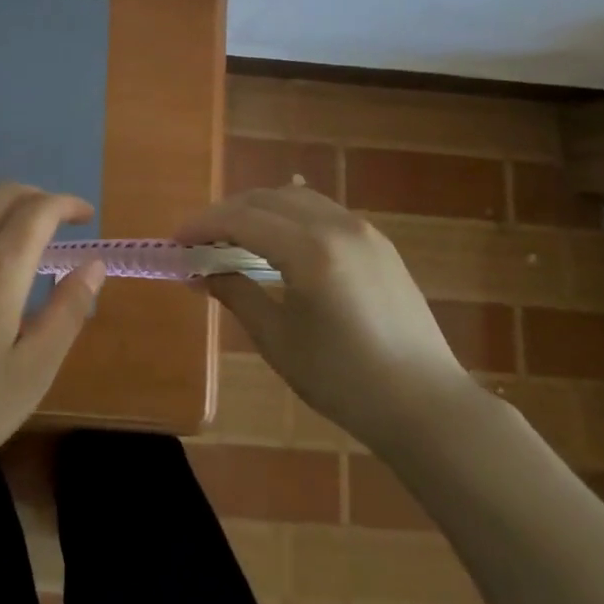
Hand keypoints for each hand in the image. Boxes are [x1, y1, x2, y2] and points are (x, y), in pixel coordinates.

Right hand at [178, 185, 477, 455]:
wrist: (426, 405)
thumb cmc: (345, 380)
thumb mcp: (279, 341)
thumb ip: (236, 295)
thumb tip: (199, 274)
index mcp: (310, 251)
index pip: (242, 220)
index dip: (203, 225)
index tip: (177, 240)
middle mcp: (336, 226)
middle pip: (266, 199)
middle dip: (227, 213)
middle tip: (200, 240)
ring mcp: (362, 230)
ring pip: (295, 198)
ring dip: (258, 209)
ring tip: (235, 238)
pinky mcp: (377, 242)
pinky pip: (322, 211)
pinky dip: (289, 215)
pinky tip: (279, 240)